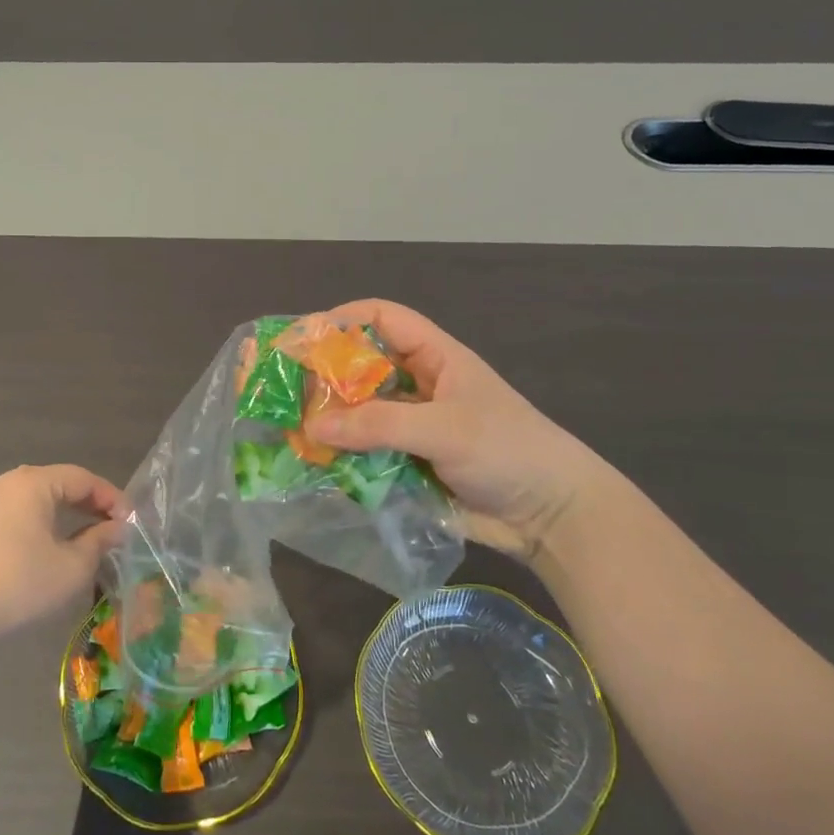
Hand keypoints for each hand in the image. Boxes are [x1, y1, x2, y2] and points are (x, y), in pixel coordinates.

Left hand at [0, 465, 124, 647]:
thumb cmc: (21, 586)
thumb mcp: (73, 567)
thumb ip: (100, 540)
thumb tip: (117, 528)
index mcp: (33, 483)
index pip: (83, 479)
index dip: (111, 498)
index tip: (130, 522)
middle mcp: (6, 482)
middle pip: (57, 483)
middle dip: (87, 504)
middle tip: (110, 527)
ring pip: (34, 498)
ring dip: (61, 513)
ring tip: (82, 536)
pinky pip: (13, 513)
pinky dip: (35, 523)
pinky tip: (43, 547)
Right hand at [307, 300, 624, 565]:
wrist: (552, 517)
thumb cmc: (508, 452)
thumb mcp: (446, 430)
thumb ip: (379, 425)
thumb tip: (312, 427)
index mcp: (435, 357)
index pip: (382, 318)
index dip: (343, 319)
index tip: (304, 337)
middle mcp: (417, 386)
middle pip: (361, 366)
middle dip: (323, 374)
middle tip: (281, 388)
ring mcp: (411, 426)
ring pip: (358, 412)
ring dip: (327, 418)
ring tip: (287, 428)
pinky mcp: (407, 464)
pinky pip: (364, 451)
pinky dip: (339, 455)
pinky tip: (312, 464)